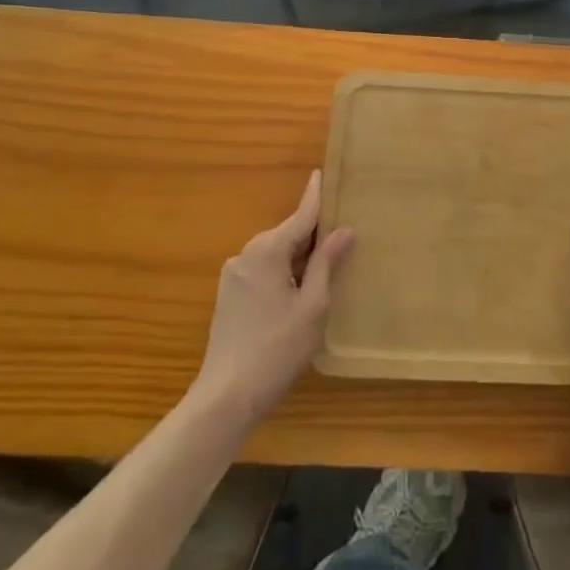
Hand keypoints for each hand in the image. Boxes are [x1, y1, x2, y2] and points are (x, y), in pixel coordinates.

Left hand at [192, 171, 354, 428]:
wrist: (224, 398)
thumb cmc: (276, 349)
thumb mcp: (313, 307)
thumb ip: (326, 264)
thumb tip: (344, 229)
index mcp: (268, 251)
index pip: (300, 215)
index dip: (316, 196)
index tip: (323, 171)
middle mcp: (247, 254)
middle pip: (287, 234)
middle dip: (312, 233)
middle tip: (342, 232)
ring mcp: (233, 275)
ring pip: (275, 254)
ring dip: (298, 256)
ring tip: (326, 264)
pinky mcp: (228, 296)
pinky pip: (263, 270)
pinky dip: (283, 272)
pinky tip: (298, 290)